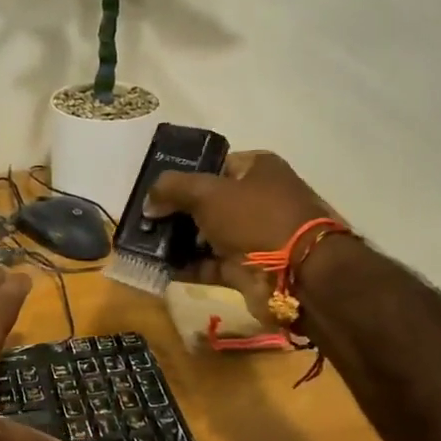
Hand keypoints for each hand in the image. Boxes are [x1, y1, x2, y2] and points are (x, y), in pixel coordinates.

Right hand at [143, 151, 340, 324]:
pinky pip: (209, 264)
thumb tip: (149, 202)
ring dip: (177, 241)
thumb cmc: (255, 218)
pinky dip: (187, 266)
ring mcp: (253, 236)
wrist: (296, 273)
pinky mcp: (247, 268)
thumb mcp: (207, 193)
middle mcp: (257, 199)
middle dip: (175, 212)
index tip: (154, 191)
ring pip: (206, 235)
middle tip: (143, 220)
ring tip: (144, 245)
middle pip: (207, 202)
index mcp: (257, 169)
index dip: (183, 176)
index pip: (213, 166)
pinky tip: (158, 268)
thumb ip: (172, 189)